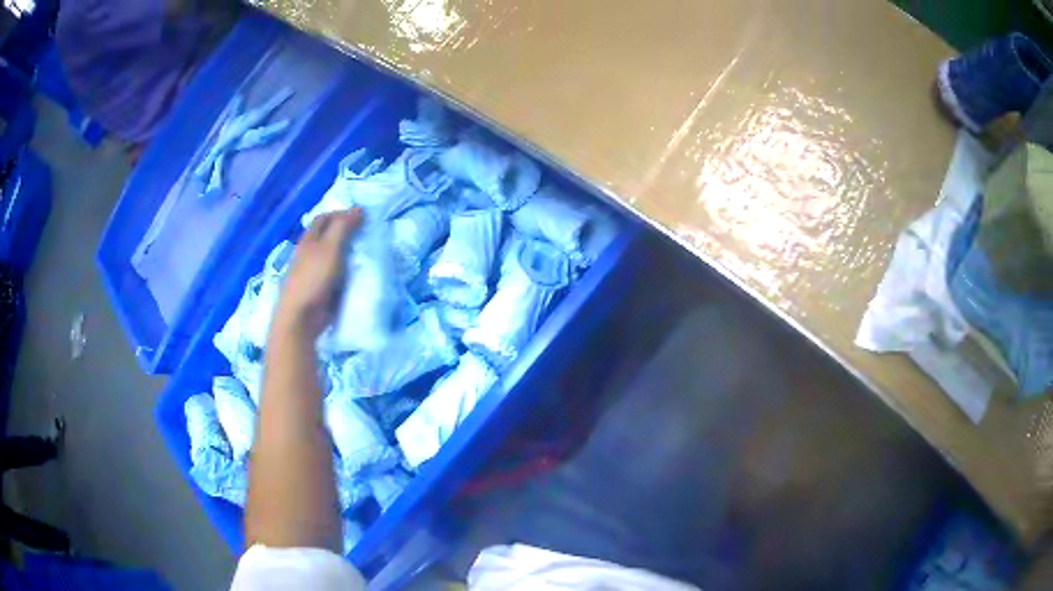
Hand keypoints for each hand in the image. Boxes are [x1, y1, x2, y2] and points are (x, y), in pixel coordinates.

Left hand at [272, 209, 362, 339]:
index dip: (340, 213)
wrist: (299, 317)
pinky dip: (342, 270)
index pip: (323, 218)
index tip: (361, 217)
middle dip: (343, 232)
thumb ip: (343, 227)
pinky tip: (352, 274)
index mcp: (308, 239)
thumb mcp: (330, 248)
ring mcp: (310, 271)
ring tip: (362, 253)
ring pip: (328, 254)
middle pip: (325, 235)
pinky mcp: (315, 288)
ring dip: (343, 252)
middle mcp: (307, 252)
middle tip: (364, 234)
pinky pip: (331, 273)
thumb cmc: (313, 278)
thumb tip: (359, 208)